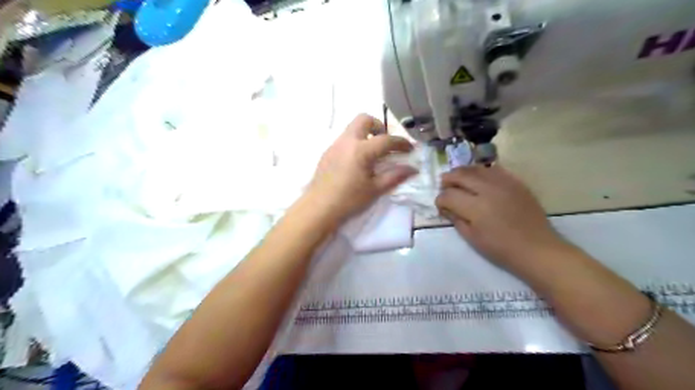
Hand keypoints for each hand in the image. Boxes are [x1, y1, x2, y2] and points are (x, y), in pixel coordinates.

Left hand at [309, 114, 417, 224]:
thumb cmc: (349, 200)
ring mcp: (335, 145)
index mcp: (361, 150)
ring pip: (352, 128)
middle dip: (379, 126)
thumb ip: (395, 176)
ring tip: (372, 153)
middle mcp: (347, 141)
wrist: (319, 208)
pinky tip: (356, 161)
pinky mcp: (327, 152)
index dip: (401, 143)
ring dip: (366, 134)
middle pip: (364, 119)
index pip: (386, 140)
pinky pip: (344, 139)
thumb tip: (413, 169)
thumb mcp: (375, 189)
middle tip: (385, 143)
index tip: (410, 149)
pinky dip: (355, 142)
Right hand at [436, 166, 566, 271]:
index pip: (448, 195)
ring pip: (476, 169)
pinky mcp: (515, 182)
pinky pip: (494, 170)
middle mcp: (488, 190)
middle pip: (460, 175)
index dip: (440, 200)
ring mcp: (503, 183)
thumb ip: (456, 219)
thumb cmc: (501, 249)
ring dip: (463, 172)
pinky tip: (479, 179)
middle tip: (444, 186)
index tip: (441, 206)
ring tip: (458, 179)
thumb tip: (446, 207)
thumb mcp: (472, 238)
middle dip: (447, 180)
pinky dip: (481, 172)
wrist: (537, 248)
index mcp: (475, 208)